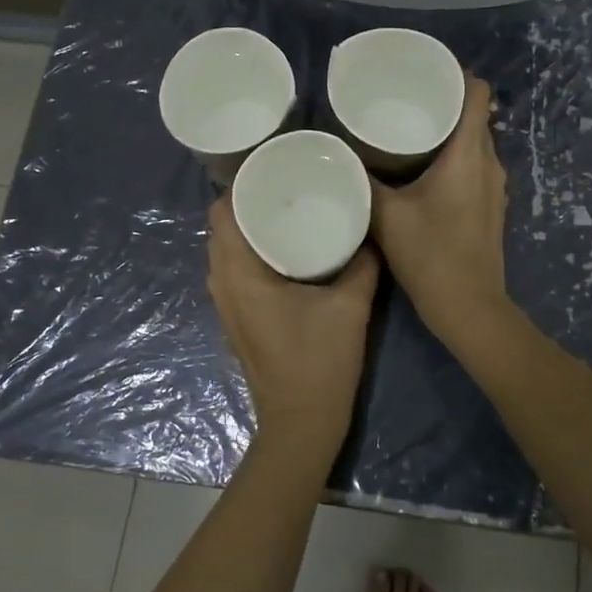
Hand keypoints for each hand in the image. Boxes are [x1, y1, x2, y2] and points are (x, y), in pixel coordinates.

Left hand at [207, 195, 379, 451]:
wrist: (301, 423)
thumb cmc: (319, 362)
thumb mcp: (350, 306)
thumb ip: (362, 262)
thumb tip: (370, 230)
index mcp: (239, 273)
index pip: (221, 212)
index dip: (240, 184)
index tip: (273, 169)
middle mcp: (223, 283)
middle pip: (223, 227)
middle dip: (249, 202)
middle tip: (288, 184)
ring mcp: (227, 304)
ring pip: (228, 250)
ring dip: (251, 228)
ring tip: (289, 209)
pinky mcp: (238, 318)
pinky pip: (236, 270)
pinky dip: (253, 252)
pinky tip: (288, 249)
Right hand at [370, 73, 510, 341]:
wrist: (469, 308)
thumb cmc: (431, 256)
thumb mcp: (386, 215)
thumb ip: (362, 180)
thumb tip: (338, 152)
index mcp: (468, 154)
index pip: (478, 93)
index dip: (456, 74)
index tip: (424, 70)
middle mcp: (489, 163)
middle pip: (474, 115)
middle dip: (443, 101)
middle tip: (403, 98)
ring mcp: (494, 186)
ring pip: (473, 141)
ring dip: (447, 131)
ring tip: (407, 130)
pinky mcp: (490, 206)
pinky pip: (472, 165)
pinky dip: (451, 157)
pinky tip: (420, 169)